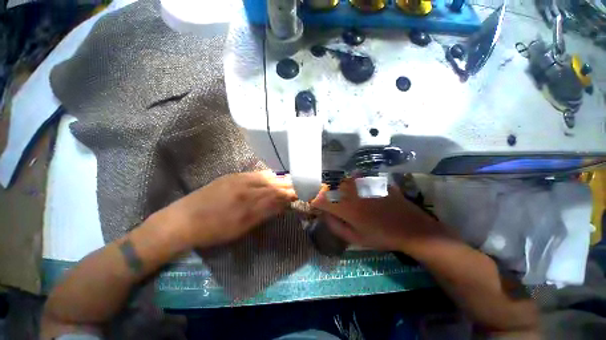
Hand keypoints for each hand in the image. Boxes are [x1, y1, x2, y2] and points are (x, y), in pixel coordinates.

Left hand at [155, 171, 296, 248]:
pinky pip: (254, 173)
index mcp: (249, 204)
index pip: (276, 195)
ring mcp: (238, 179)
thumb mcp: (241, 228)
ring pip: (265, 177)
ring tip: (289, 180)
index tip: (300, 193)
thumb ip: (263, 214)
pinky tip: (271, 176)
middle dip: (287, 185)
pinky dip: (266, 175)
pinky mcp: (232, 176)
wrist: (183, 219)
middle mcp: (246, 188)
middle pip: (273, 184)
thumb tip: (281, 206)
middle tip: (298, 186)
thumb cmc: (213, 230)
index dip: (290, 194)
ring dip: (279, 179)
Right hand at [312, 179, 451, 251]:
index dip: (313, 200)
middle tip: (324, 197)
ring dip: (337, 185)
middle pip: (330, 186)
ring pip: (342, 179)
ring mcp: (364, 185)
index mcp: (346, 208)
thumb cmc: (381, 237)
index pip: (321, 199)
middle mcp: (352, 193)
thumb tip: (325, 214)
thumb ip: (336, 226)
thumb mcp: (356, 239)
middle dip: (323, 191)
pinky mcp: (373, 181)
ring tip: (338, 191)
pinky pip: (357, 176)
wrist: (411, 228)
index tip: (312, 202)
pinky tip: (354, 185)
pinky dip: (351, 179)